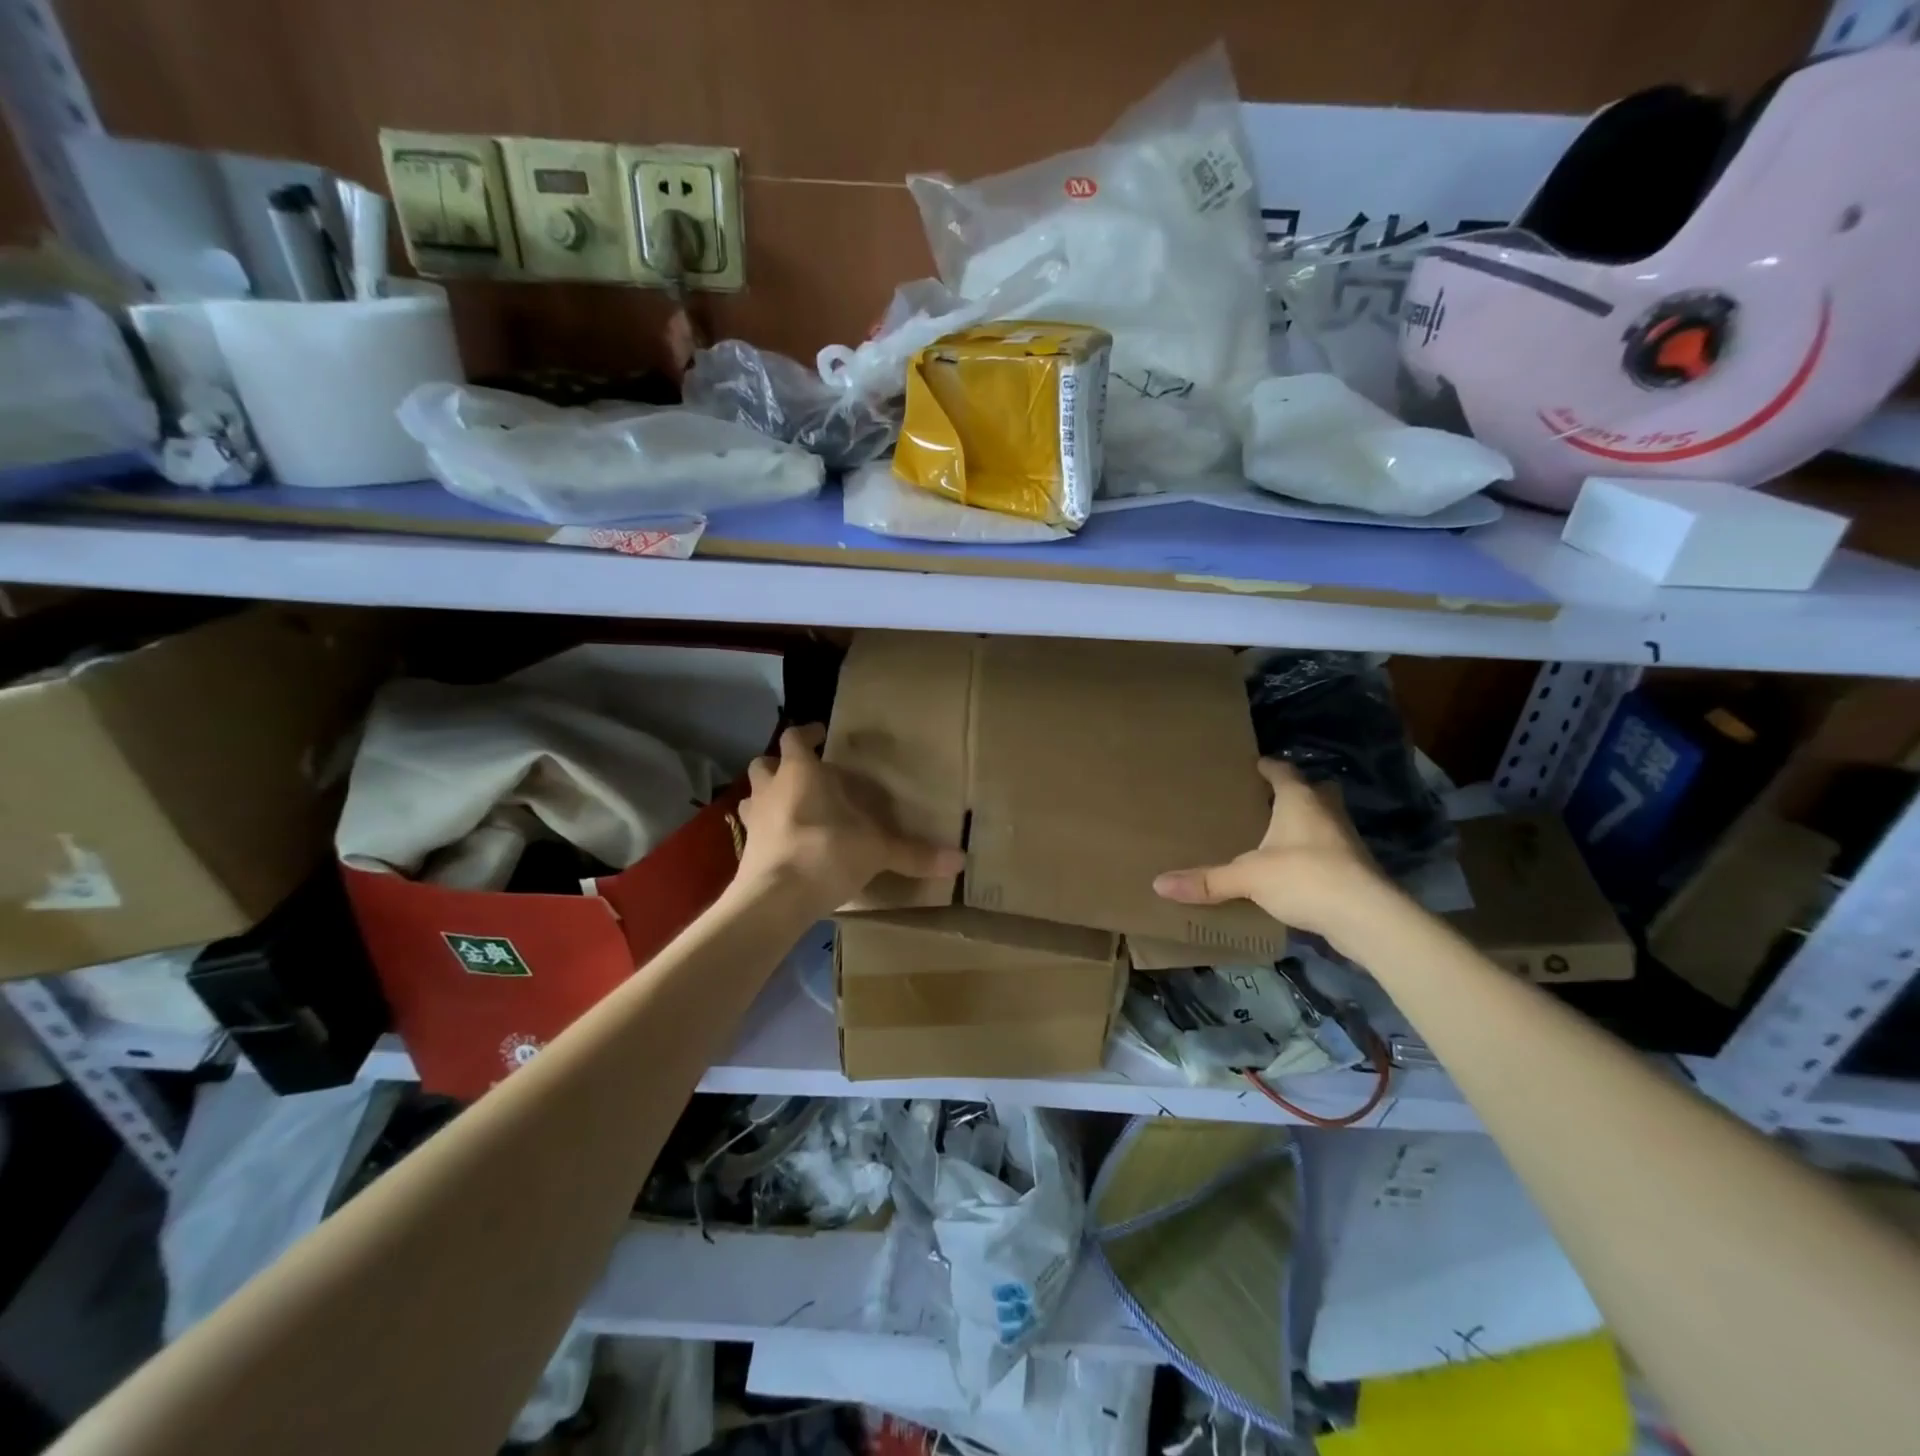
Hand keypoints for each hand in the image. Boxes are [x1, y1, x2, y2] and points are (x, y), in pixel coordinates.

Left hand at [735, 724, 962, 909]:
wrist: (775, 899)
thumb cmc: (825, 853)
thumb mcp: (877, 850)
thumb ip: (914, 853)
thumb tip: (960, 860)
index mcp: (800, 773)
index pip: (795, 738)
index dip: (807, 733)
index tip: (821, 734)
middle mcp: (770, 789)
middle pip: (764, 763)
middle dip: (781, 765)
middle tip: (805, 774)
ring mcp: (753, 820)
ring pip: (752, 796)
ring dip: (768, 797)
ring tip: (791, 807)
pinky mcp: (744, 850)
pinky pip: (753, 831)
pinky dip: (766, 831)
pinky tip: (785, 844)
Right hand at [1152, 758, 1396, 948]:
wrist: (1366, 916)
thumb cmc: (1305, 877)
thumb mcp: (1248, 877)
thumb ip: (1207, 880)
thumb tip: (1158, 884)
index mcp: (1300, 800)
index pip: (1282, 771)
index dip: (1268, 766)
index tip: (1254, 764)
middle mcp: (1326, 811)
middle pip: (1312, 791)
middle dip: (1293, 792)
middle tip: (1266, 800)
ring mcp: (1346, 840)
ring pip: (1323, 820)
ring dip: (1305, 823)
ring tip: (1276, 834)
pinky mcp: (1355, 868)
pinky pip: (1329, 849)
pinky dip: (1313, 852)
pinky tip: (1294, 868)